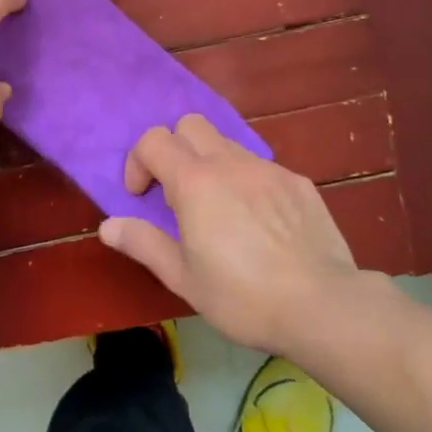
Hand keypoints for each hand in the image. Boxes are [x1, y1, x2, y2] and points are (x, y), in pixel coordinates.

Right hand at [99, 114, 360, 352]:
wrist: (324, 306)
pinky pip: (261, 168)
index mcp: (195, 182)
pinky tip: (259, 224)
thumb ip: (143, 244)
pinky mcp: (298, 182)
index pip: (153, 140)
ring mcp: (268, 169)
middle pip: (190, 125)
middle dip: (174, 149)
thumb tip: (108, 226)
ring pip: (227, 144)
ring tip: (219, 211)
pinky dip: (247, 182)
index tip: (141, 197)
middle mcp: (230, 163)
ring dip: (210, 165)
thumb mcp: (184, 278)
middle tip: (177, 194)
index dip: (138, 162)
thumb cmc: (243, 297)